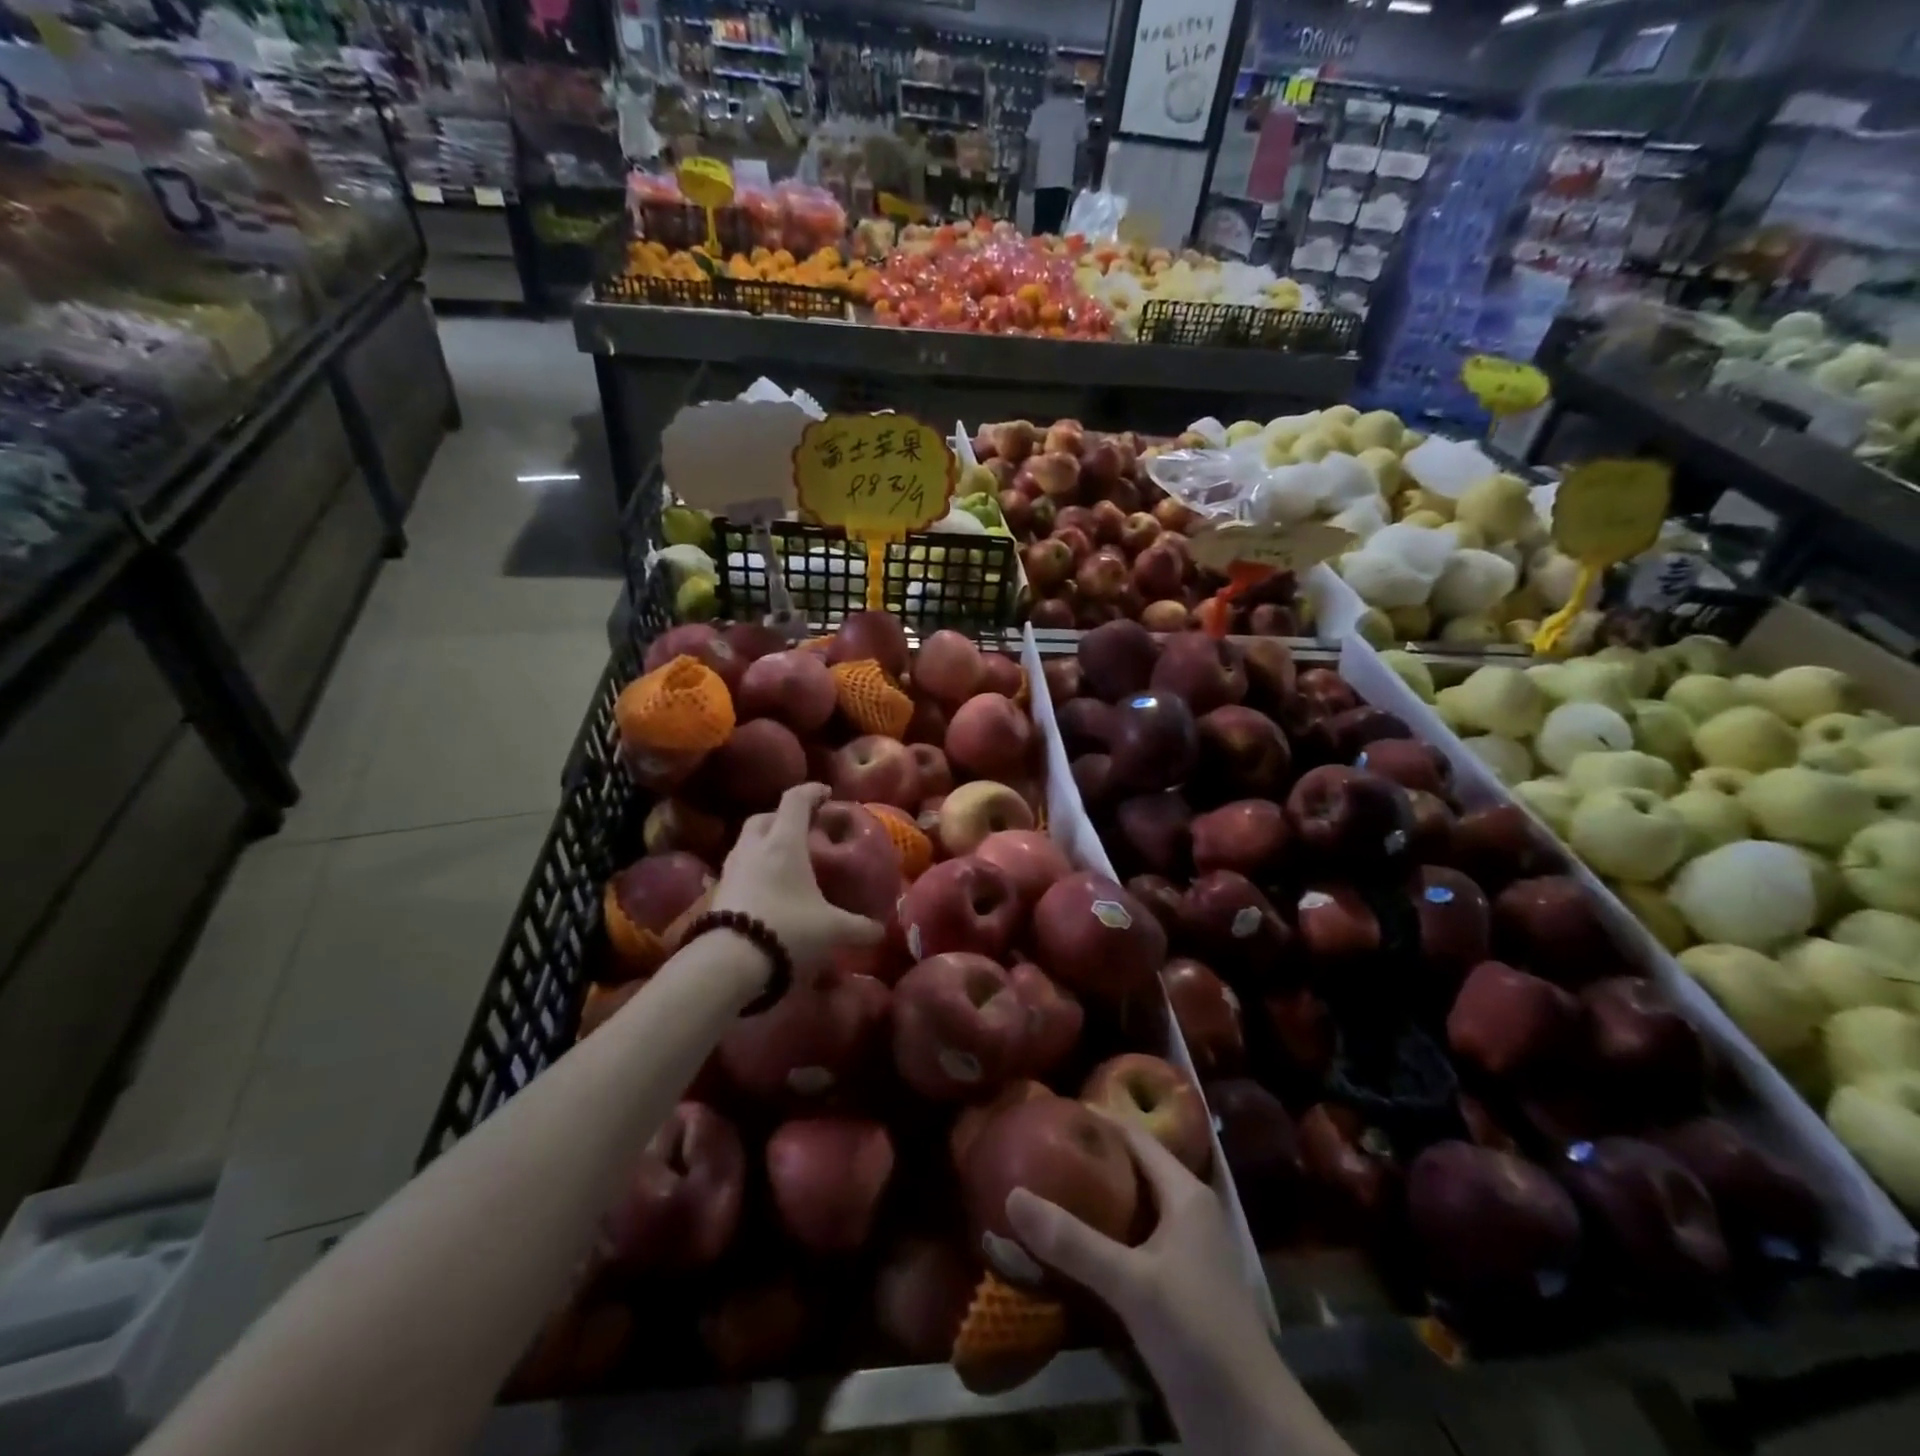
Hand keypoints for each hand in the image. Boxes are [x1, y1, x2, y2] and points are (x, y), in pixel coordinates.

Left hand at [714, 783, 882, 981]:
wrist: (728, 962)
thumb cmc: (787, 929)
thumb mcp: (831, 930)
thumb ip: (859, 928)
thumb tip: (881, 931)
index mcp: (784, 842)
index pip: (795, 800)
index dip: (811, 791)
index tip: (826, 794)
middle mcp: (754, 846)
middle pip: (765, 816)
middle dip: (783, 817)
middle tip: (803, 829)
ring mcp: (732, 868)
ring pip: (747, 840)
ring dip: (764, 841)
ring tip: (783, 858)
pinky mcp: (718, 891)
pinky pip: (738, 867)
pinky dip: (753, 867)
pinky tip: (766, 887)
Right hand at [1005, 1117, 1266, 1367]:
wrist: (1248, 1425)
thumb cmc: (1198, 1332)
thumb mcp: (1132, 1283)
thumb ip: (1073, 1242)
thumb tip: (1013, 1195)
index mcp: (1186, 1194)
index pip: (1137, 1138)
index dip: (1099, 1121)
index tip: (1054, 1113)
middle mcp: (1187, 1214)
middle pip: (1133, 1171)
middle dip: (1091, 1160)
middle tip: (1040, 1150)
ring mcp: (1183, 1254)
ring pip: (1132, 1210)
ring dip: (1094, 1201)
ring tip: (1045, 1189)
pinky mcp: (1175, 1289)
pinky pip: (1132, 1246)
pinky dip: (1102, 1238)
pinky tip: (1069, 1246)